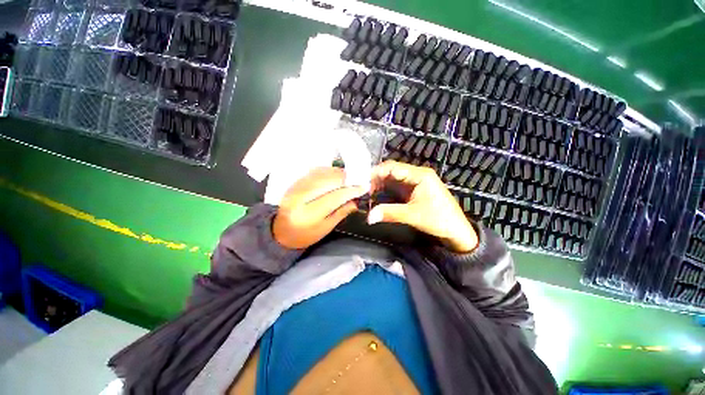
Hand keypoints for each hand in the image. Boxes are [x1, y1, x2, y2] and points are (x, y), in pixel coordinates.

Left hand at [273, 167, 366, 248]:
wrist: (279, 230)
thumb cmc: (304, 234)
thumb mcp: (325, 228)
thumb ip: (340, 213)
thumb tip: (356, 200)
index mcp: (309, 214)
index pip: (335, 197)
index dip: (351, 190)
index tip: (364, 186)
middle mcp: (301, 197)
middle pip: (328, 181)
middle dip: (347, 178)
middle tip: (359, 180)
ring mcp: (296, 186)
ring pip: (322, 173)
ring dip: (339, 173)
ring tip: (350, 178)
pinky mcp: (295, 181)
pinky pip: (315, 171)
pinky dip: (329, 171)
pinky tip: (336, 175)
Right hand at [368, 161, 477, 252]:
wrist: (456, 231)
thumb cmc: (439, 219)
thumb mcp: (412, 215)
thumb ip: (389, 213)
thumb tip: (368, 217)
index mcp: (420, 175)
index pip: (393, 167)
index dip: (376, 172)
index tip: (362, 181)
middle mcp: (416, 174)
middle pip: (391, 171)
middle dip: (376, 179)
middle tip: (362, 188)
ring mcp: (414, 182)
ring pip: (392, 179)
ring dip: (379, 185)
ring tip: (366, 193)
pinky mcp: (412, 191)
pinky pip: (395, 187)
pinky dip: (385, 191)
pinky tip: (376, 196)